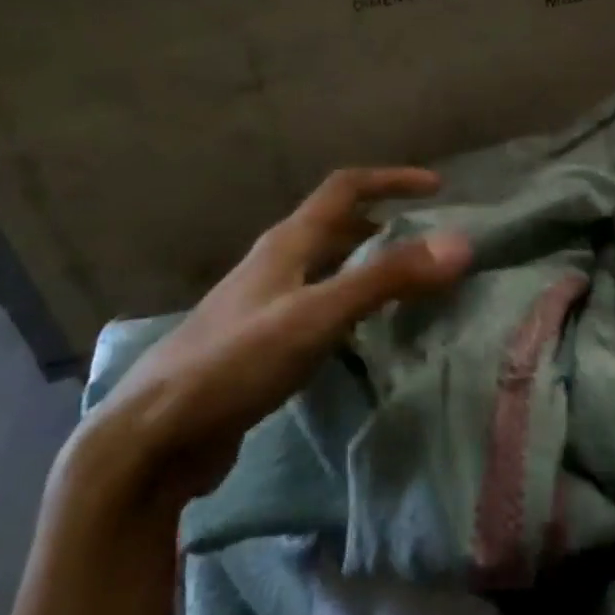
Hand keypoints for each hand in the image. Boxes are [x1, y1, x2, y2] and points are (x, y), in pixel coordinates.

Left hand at [77, 167, 471, 502]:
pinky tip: (364, 333)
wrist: (155, 435)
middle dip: (383, 222)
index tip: (437, 188)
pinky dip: (350, 303)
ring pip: (325, 267)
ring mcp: (263, 303)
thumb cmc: (235, 362)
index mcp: (287, 243)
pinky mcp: (259, 342)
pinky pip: (317, 305)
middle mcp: (275, 264)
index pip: (345, 188)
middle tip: (427, 241)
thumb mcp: (317, 316)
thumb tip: (460, 244)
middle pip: (335, 226)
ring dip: (366, 263)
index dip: (391, 180)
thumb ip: (387, 279)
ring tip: (406, 283)